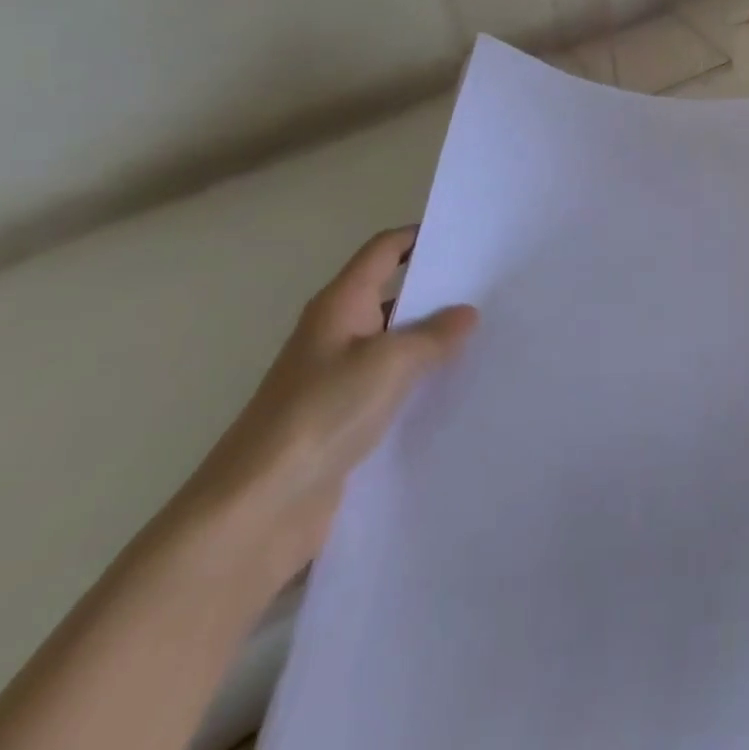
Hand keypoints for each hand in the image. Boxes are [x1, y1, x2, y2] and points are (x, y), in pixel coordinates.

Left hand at [176, 227, 476, 587]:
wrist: (256, 512)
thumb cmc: (320, 415)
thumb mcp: (389, 363)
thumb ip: (434, 334)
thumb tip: (465, 313)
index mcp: (339, 305)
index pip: (384, 250)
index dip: (420, 237)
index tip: (467, 237)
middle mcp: (336, 334)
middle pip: (392, 295)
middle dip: (437, 291)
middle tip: (492, 287)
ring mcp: (337, 381)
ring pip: (395, 345)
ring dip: (433, 341)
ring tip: (488, 336)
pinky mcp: (343, 422)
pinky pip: (392, 388)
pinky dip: (421, 383)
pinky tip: (458, 389)